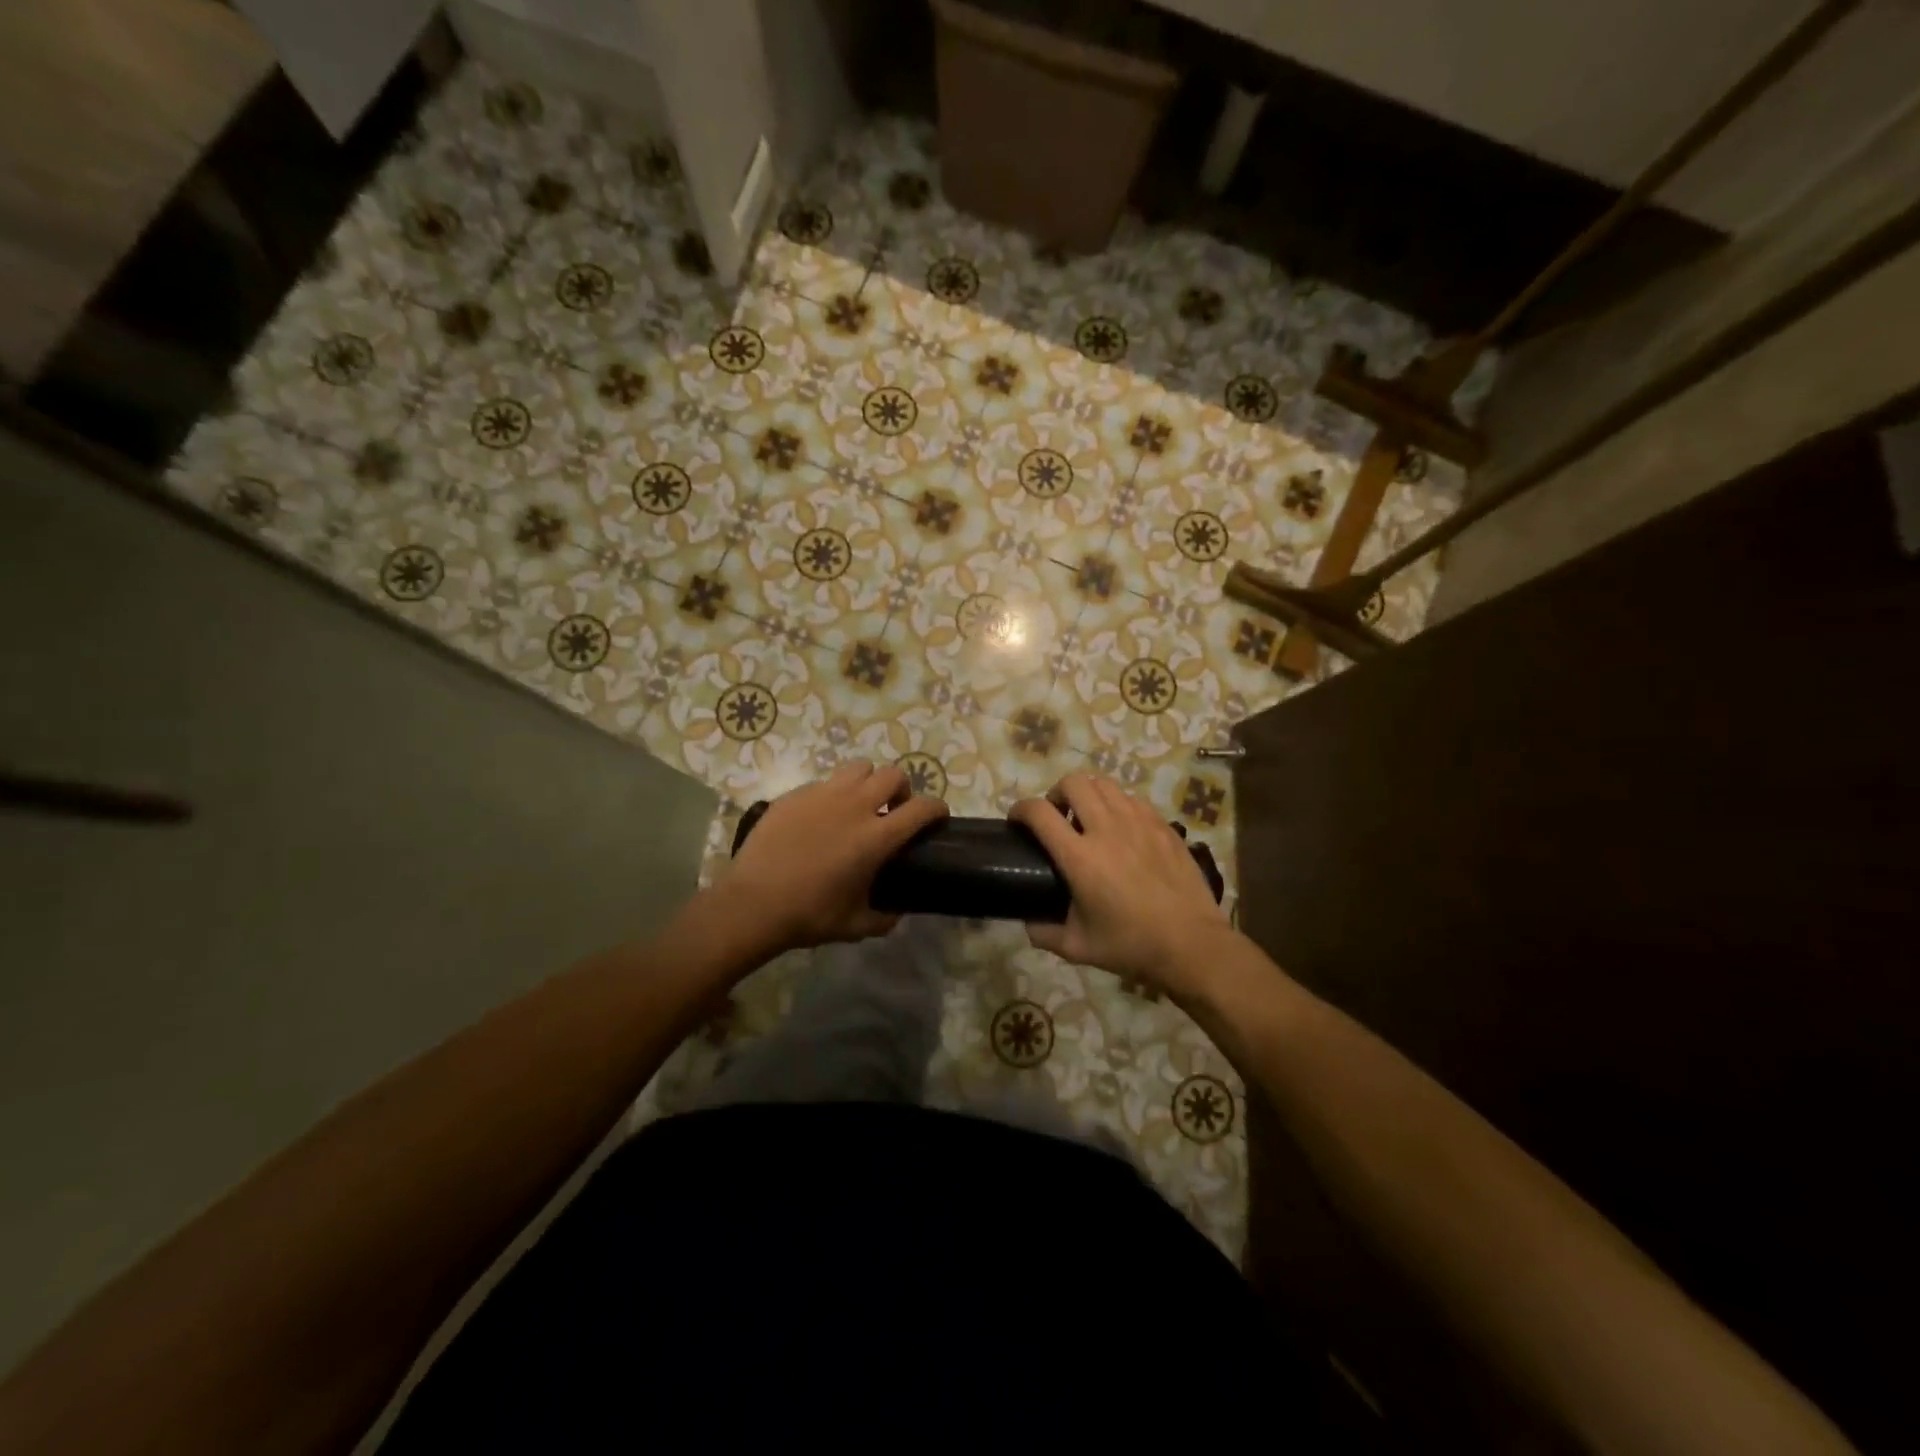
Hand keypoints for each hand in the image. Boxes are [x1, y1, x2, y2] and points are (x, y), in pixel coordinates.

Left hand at [721, 761, 948, 952]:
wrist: (752, 903)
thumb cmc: (809, 915)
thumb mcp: (855, 926)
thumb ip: (884, 918)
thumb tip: (896, 911)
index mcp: (876, 837)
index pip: (921, 808)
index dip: (937, 809)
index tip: (937, 817)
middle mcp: (854, 806)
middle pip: (892, 775)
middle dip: (901, 789)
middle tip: (892, 811)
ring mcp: (822, 795)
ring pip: (858, 768)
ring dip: (868, 782)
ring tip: (858, 805)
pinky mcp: (795, 795)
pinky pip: (824, 782)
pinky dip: (833, 794)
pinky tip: (821, 818)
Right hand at [1010, 774, 1230, 995]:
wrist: (1191, 944)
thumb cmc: (1131, 945)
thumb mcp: (1078, 947)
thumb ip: (1044, 933)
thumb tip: (1029, 923)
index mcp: (1080, 857)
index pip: (1040, 813)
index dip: (1021, 809)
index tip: (1017, 819)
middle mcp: (1107, 829)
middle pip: (1073, 783)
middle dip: (1056, 793)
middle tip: (1057, 815)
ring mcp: (1139, 823)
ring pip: (1105, 784)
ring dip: (1088, 794)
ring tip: (1088, 817)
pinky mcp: (1163, 825)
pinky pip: (1133, 800)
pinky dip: (1118, 805)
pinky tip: (1121, 829)